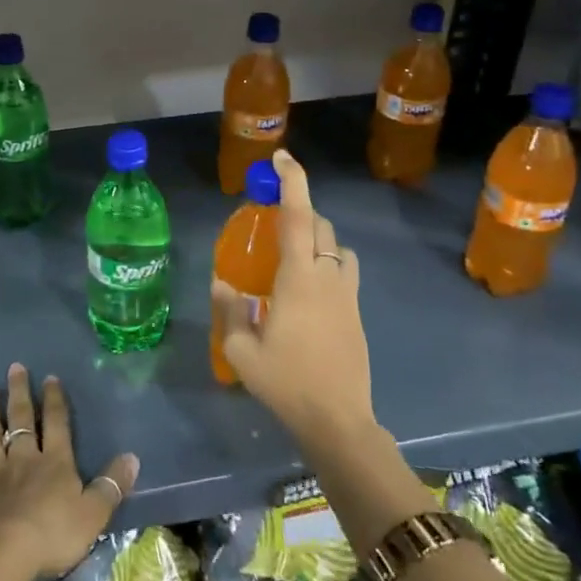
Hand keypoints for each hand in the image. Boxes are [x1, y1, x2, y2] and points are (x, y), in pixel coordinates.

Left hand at [0, 364, 139, 580]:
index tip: (50, 377)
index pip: (57, 425)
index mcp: (55, 464)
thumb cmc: (51, 536)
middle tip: (15, 367)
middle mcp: (23, 460)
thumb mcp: (93, 515)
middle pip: (22, 420)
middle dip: (20, 393)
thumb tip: (132, 457)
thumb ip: (111, 486)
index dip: (55, 401)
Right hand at [214, 149, 377, 451]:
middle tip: (272, 222)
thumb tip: (223, 284)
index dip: (292, 181)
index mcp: (300, 277)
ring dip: (318, 239)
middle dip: (300, 212)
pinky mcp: (357, 313)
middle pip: (321, 226)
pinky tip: (307, 292)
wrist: (338, 421)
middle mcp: (328, 277)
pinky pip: (344, 272)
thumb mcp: (241, 351)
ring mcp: (347, 295)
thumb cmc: (286, 383)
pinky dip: (328, 264)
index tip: (281, 158)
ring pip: (338, 247)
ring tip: (293, 257)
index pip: (299, 216)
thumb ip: (228, 311)